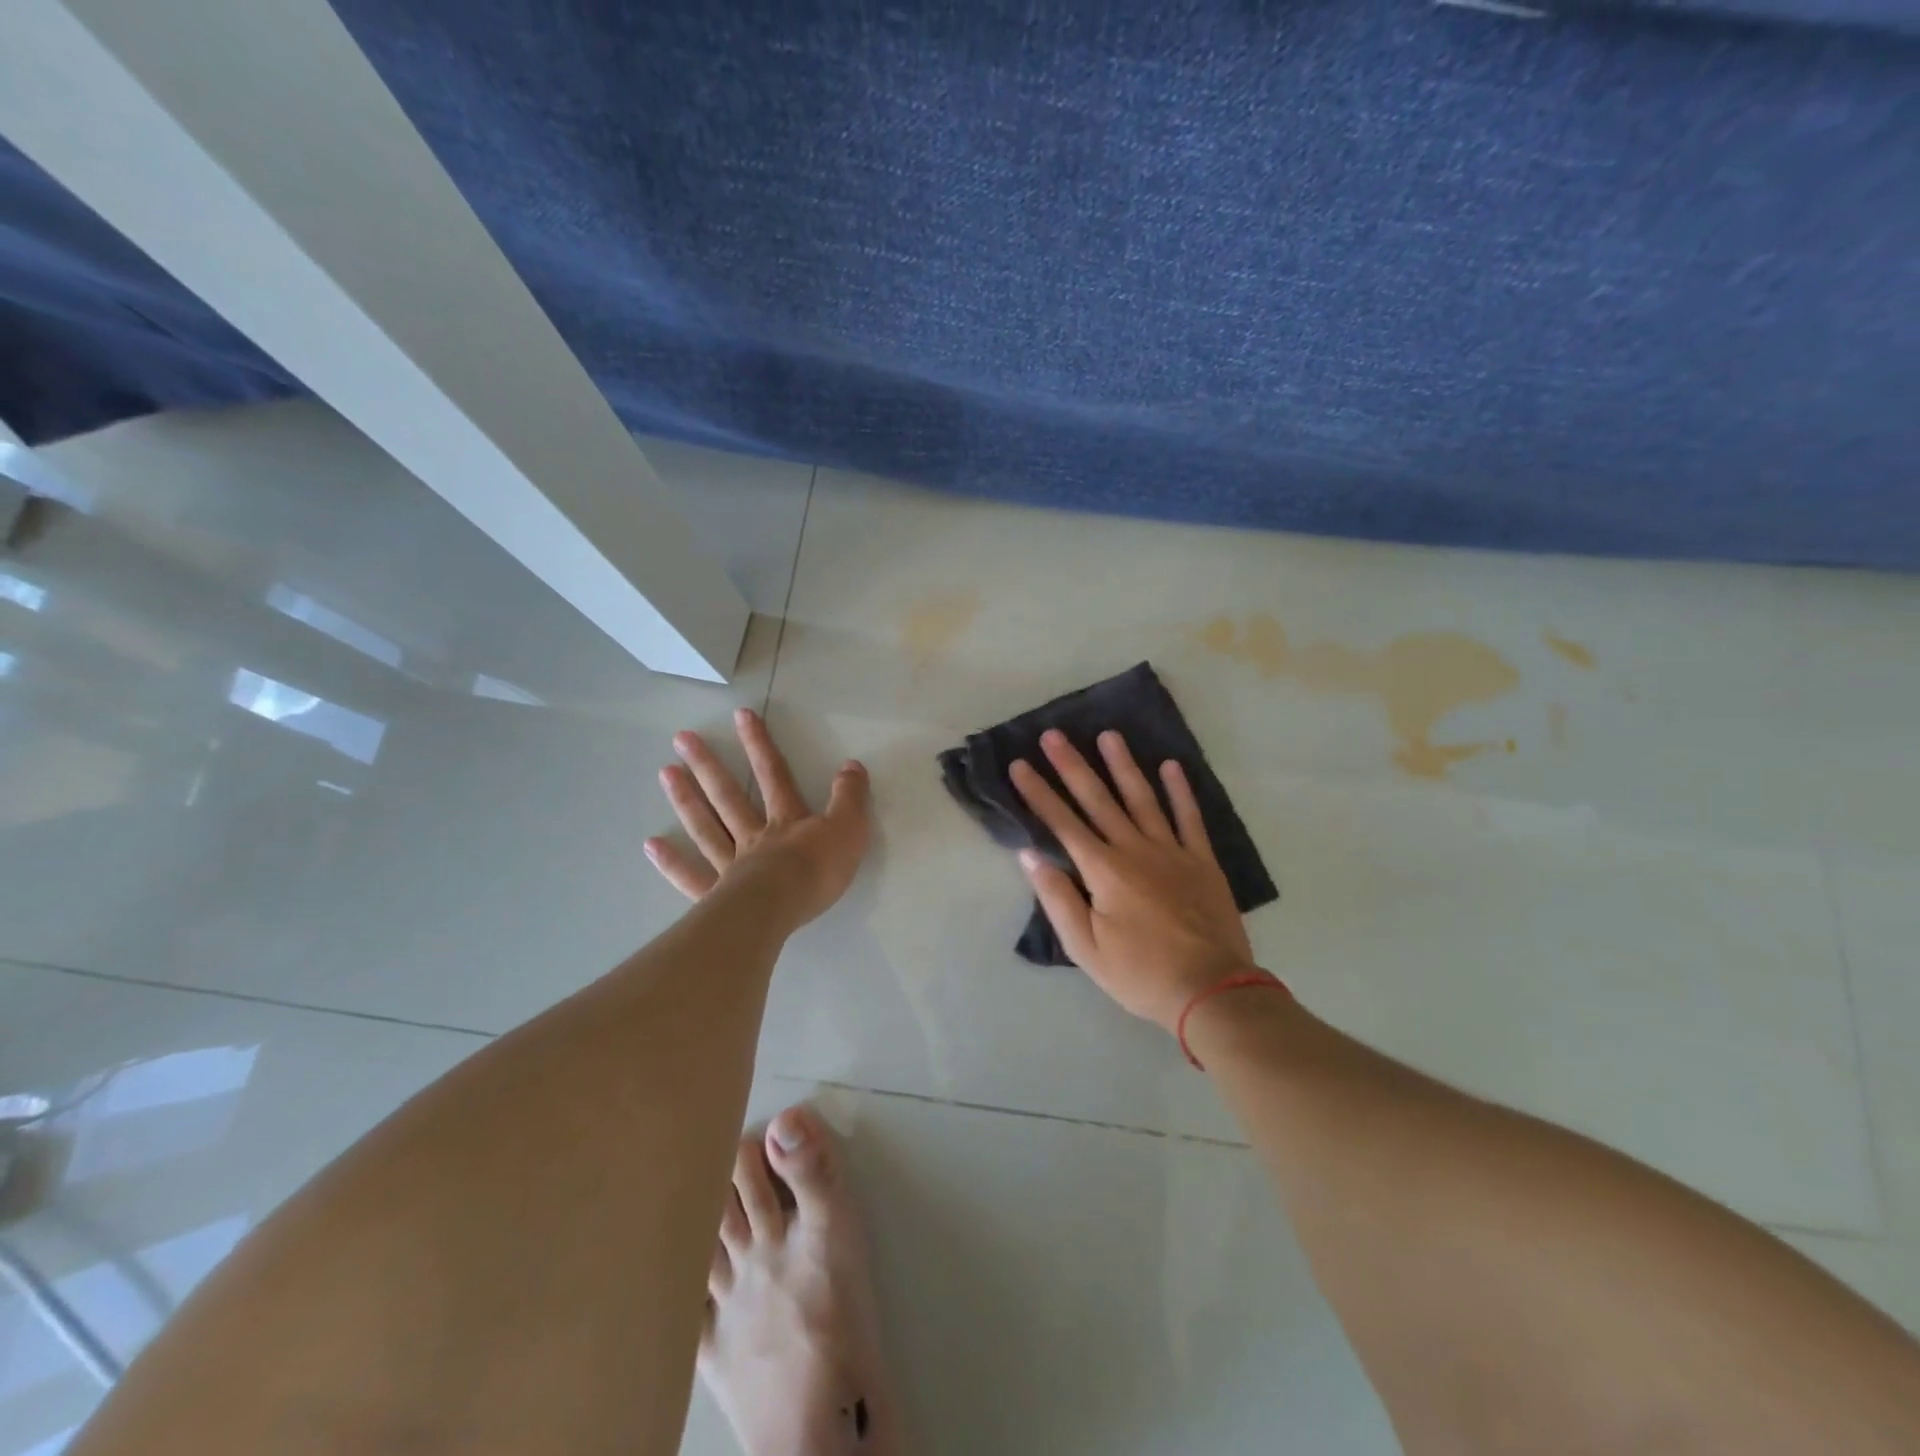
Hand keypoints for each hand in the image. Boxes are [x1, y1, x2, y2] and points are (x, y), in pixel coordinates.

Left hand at [646, 708, 869, 927]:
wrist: (782, 907)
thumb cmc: (817, 870)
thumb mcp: (849, 829)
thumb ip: (850, 797)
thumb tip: (852, 765)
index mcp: (787, 820)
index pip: (773, 773)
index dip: (759, 744)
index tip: (739, 715)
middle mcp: (754, 836)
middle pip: (728, 795)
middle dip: (708, 765)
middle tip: (681, 739)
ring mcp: (731, 865)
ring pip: (706, 827)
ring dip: (687, 799)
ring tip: (665, 773)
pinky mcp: (717, 897)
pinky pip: (691, 876)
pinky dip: (671, 861)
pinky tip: (651, 845)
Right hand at [1011, 730, 1255, 1032]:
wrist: (1211, 990)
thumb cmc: (1140, 973)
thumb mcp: (1086, 947)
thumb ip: (1057, 898)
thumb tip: (1030, 856)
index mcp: (1103, 870)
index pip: (1062, 823)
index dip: (1039, 792)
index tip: (1020, 764)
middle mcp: (1135, 849)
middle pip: (1098, 799)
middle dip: (1073, 766)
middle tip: (1054, 734)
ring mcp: (1172, 850)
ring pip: (1143, 798)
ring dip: (1123, 765)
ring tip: (1109, 735)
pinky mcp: (1202, 860)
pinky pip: (1189, 817)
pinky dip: (1180, 791)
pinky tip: (1171, 766)